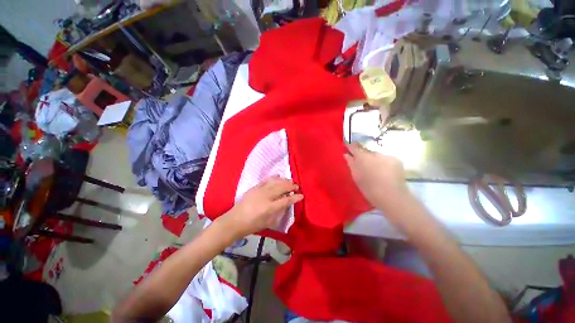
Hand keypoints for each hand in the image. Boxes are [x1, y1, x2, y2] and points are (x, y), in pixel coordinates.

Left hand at [220, 177, 302, 238]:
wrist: (235, 220)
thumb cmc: (253, 225)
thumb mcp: (269, 222)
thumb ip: (279, 211)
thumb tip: (287, 202)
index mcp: (270, 208)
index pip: (286, 200)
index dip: (295, 197)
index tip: (301, 195)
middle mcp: (266, 196)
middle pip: (282, 188)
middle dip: (291, 186)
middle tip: (297, 187)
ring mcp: (260, 190)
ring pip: (275, 182)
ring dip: (284, 181)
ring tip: (290, 181)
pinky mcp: (255, 187)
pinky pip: (267, 179)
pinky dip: (274, 177)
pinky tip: (279, 176)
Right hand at [344, 142, 409, 211]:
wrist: (391, 196)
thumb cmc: (369, 188)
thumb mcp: (356, 176)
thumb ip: (351, 163)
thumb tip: (346, 155)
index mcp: (362, 157)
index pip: (354, 147)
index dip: (350, 146)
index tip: (347, 146)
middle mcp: (374, 153)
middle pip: (366, 151)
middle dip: (364, 156)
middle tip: (363, 164)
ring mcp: (386, 155)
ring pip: (377, 155)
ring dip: (374, 160)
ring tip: (375, 169)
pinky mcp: (396, 160)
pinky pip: (386, 159)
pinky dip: (384, 163)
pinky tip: (385, 171)